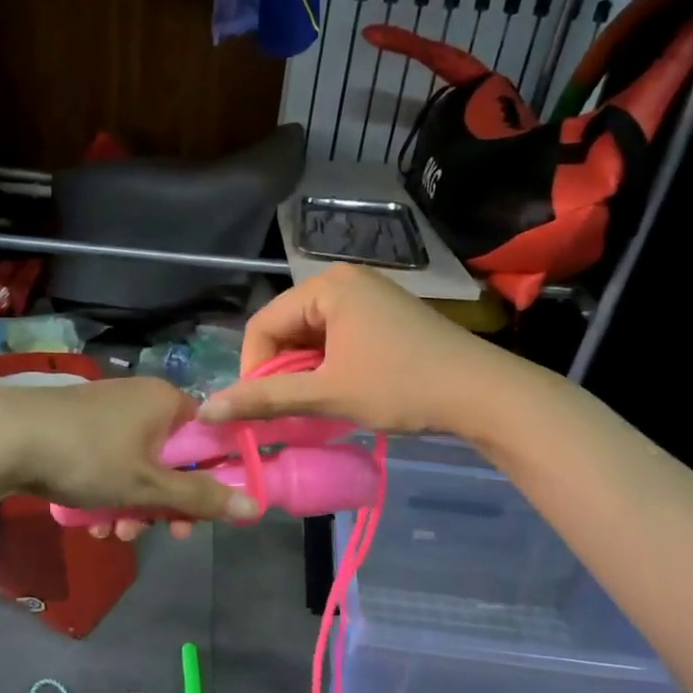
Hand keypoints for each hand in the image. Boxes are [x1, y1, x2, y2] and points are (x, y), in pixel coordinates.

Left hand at [0, 376, 256, 538]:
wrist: (4, 438)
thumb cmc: (89, 456)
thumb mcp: (148, 485)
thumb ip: (200, 497)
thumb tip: (256, 505)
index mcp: (167, 402)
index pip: (208, 438)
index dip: (208, 481)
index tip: (195, 517)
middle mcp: (141, 399)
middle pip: (171, 459)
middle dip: (162, 504)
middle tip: (152, 533)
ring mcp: (107, 412)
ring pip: (136, 467)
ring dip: (132, 506)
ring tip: (112, 534)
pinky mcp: (77, 426)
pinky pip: (107, 463)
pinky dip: (106, 492)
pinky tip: (91, 522)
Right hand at [199, 265, 512, 435]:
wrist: (485, 393)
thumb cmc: (401, 387)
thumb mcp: (328, 394)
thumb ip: (265, 399)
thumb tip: (207, 409)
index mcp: (327, 286)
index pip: (263, 325)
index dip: (253, 370)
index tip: (261, 410)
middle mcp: (345, 280)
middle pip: (287, 328)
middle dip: (281, 372)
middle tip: (290, 412)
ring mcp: (370, 295)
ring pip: (312, 336)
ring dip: (305, 373)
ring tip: (317, 406)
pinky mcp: (386, 314)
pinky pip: (338, 336)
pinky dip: (330, 365)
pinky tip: (341, 391)